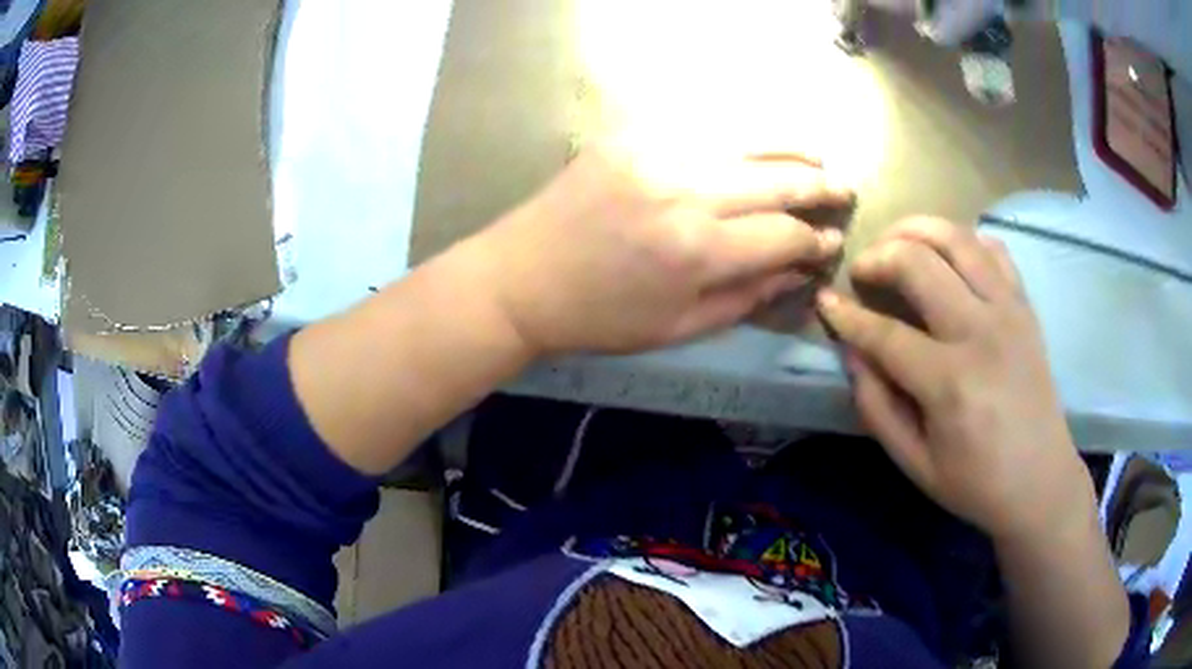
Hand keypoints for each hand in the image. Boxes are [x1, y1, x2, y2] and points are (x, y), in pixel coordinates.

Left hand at [478, 140, 852, 353]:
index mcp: (698, 250)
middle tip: (845, 190)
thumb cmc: (599, 318)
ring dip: (792, 147)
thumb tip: (798, 271)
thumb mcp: (678, 328)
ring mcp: (656, 152)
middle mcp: (685, 190)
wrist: (520, 279)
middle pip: (778, 179)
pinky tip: (761, 139)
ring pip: (747, 138)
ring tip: (819, 156)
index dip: (816, 241)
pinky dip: (741, 131)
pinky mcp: (630, 133)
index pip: (785, 235)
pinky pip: (701, 123)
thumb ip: (746, 298)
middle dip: (821, 186)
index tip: (832, 244)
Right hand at [816, 218, 1093, 541]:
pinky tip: (947, 257)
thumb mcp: (914, 463)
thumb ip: (877, 406)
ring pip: (956, 237)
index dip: (846, 315)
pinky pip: (992, 248)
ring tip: (897, 244)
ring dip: (917, 230)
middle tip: (862, 271)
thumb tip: (851, 352)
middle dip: (878, 255)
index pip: (884, 332)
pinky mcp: (1024, 305)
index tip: (824, 302)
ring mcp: (1008, 311)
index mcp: (950, 382)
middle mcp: (980, 332)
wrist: (1040, 480)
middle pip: (918, 262)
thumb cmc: (975, 482)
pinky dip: (963, 240)